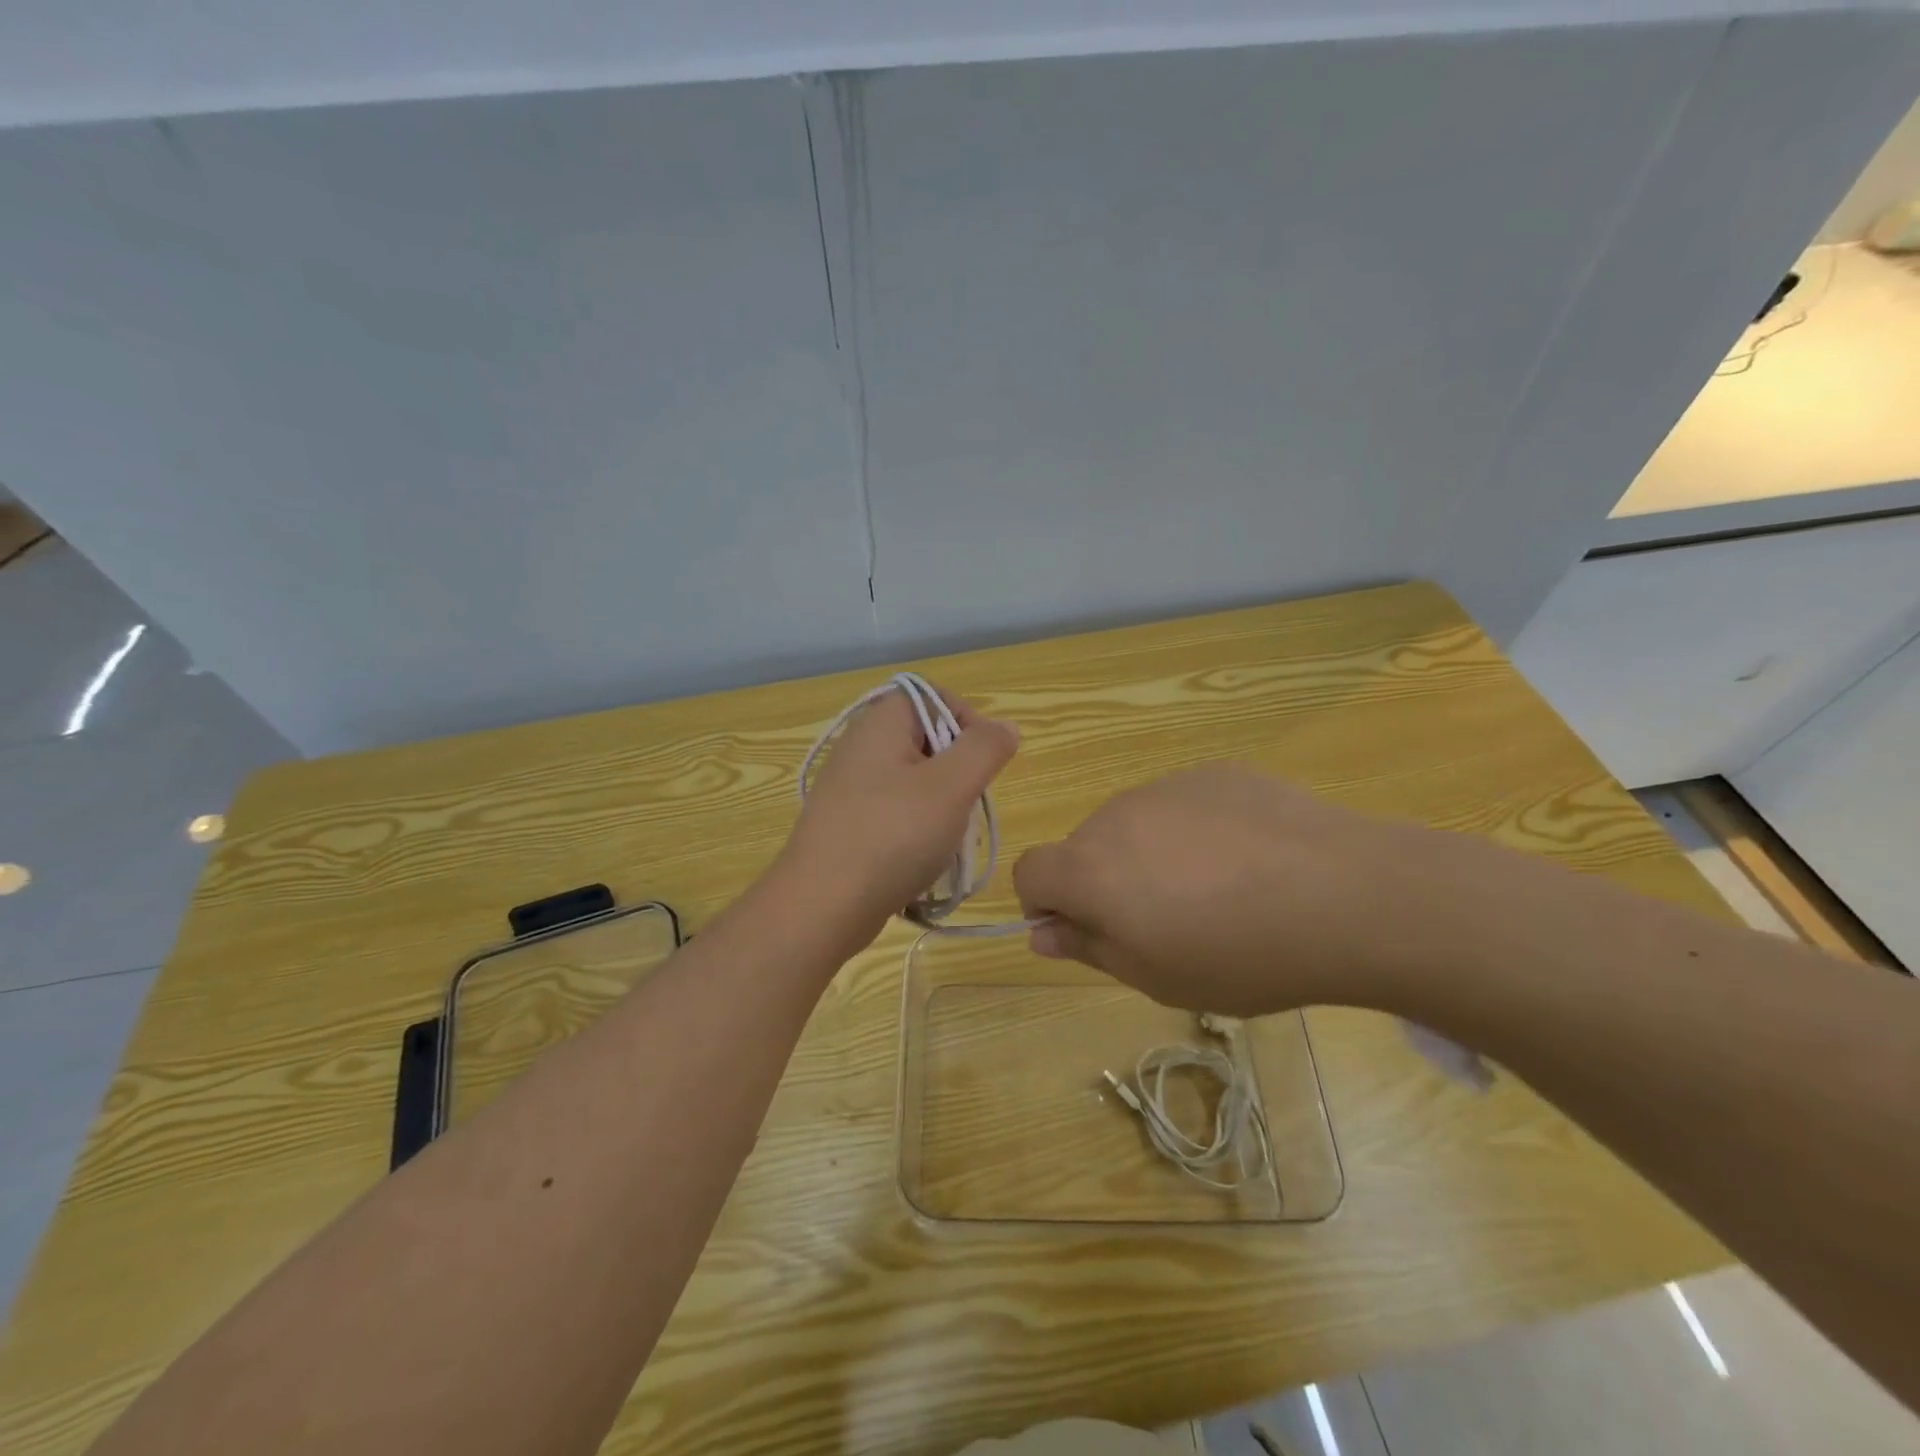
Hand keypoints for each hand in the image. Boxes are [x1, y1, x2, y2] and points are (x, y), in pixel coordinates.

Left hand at [780, 684, 1019, 944]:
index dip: (967, 721)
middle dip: (957, 771)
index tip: (983, 763)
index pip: (933, 697)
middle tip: (964, 805)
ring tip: (945, 838)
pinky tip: (920, 858)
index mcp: (881, 724)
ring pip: (913, 779)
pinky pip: (893, 811)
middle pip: (925, 739)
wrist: (821, 907)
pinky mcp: (845, 823)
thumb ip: (984, 748)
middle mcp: (860, 746)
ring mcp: (848, 787)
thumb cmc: (892, 836)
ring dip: (940, 805)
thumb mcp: (951, 786)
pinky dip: (915, 828)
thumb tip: (1005, 727)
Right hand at [1012, 765, 1479, 1016]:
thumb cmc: (1241, 955)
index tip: (1088, 930)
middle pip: (1085, 847)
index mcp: (1090, 868)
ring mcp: (1166, 786)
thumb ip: (1089, 948)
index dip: (1045, 902)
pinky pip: (1182, 804)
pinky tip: (1250, 859)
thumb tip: (1043, 931)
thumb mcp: (1156, 977)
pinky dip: (1195, 830)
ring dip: (1150, 854)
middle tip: (1167, 922)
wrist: (1346, 895)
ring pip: (1134, 824)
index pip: (1029, 871)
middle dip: (1105, 882)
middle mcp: (1115, 815)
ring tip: (1219, 890)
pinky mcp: (1215, 773)